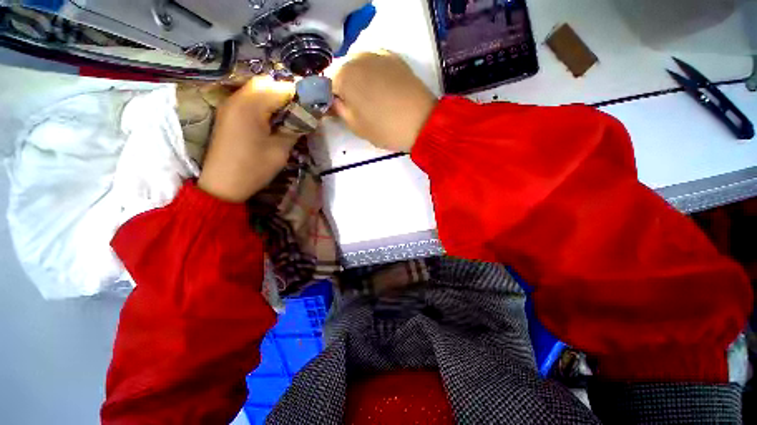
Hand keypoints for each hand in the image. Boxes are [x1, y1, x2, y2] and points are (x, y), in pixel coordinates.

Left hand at [198, 77, 296, 202]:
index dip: (300, 95)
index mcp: (251, 106)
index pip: (282, 88)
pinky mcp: (228, 113)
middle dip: (288, 93)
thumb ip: (294, 129)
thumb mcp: (281, 150)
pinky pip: (249, 98)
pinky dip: (264, 103)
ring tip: (290, 115)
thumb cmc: (254, 168)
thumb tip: (307, 117)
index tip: (313, 106)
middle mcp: (238, 98)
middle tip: (301, 111)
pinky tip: (273, 118)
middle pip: (267, 83)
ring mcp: (230, 104)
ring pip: (258, 89)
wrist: (222, 184)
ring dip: (276, 97)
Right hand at [329, 51, 436, 151]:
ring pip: (357, 65)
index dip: (328, 98)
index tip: (335, 110)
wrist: (422, 122)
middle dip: (342, 87)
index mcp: (343, 75)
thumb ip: (338, 110)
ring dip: (357, 79)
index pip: (324, 84)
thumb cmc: (384, 128)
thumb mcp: (355, 126)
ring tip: (368, 98)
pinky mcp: (393, 57)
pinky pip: (374, 62)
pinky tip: (379, 88)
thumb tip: (332, 101)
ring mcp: (377, 53)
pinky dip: (371, 73)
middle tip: (352, 105)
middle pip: (341, 71)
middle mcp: (357, 56)